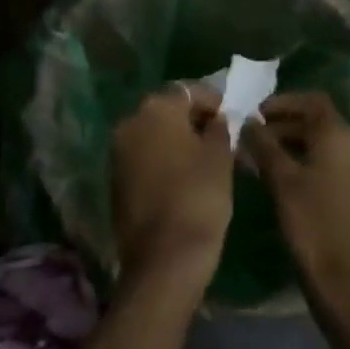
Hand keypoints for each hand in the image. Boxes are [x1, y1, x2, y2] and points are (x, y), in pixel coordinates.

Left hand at [110, 83, 233, 298]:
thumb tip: (216, 119)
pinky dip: (163, 160)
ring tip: (207, 160)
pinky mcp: (115, 178)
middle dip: (193, 121)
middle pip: (167, 111)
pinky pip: (144, 157)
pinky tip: (184, 178)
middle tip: (222, 139)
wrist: (163, 257)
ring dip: (177, 140)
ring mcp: (117, 151)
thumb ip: (220, 129)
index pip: (189, 91)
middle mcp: (129, 122)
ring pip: (154, 135)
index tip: (234, 118)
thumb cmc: (199, 198)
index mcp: (155, 109)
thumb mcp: (220, 158)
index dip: (214, 102)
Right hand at [242, 92, 349, 318]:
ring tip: (262, 163)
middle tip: (252, 141)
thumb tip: (247, 122)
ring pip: (324, 148)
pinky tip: (285, 185)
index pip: (313, 101)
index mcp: (340, 137)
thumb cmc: (312, 224)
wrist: (348, 284)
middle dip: (283, 127)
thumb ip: (263, 145)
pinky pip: (332, 169)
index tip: (255, 113)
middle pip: (319, 124)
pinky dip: (308, 166)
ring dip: (294, 148)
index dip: (283, 102)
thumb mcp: (280, 181)